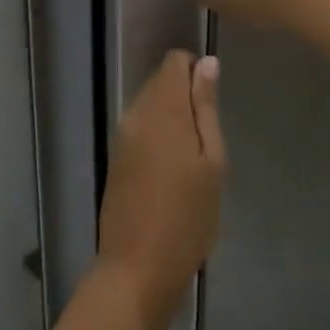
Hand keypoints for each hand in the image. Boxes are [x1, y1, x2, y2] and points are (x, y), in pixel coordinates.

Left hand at [97, 51, 226, 329]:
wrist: (137, 268)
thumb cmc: (188, 218)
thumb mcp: (211, 163)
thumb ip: (205, 108)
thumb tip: (206, 63)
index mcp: (162, 111)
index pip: (174, 62)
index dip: (196, 72)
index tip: (212, 106)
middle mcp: (136, 114)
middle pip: (161, 82)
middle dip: (186, 97)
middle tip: (207, 140)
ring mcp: (122, 136)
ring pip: (150, 104)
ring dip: (173, 117)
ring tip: (193, 157)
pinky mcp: (116, 156)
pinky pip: (141, 126)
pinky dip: (159, 134)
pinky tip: (173, 167)